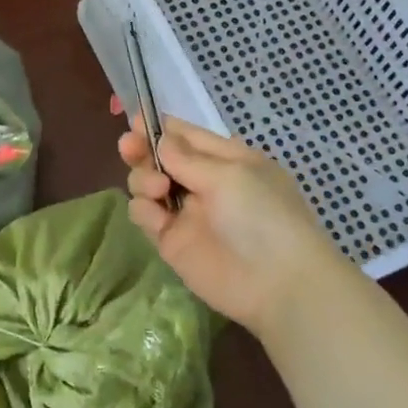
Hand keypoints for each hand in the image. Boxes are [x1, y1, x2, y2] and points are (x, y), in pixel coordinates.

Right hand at [118, 111, 343, 334]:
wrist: (278, 284)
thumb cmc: (263, 216)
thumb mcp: (230, 175)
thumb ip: (186, 157)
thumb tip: (159, 139)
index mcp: (225, 159)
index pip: (185, 135)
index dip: (159, 127)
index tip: (136, 122)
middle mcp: (202, 182)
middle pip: (159, 157)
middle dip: (141, 149)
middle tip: (129, 148)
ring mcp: (184, 211)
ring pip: (146, 183)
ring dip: (143, 178)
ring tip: (158, 188)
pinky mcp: (170, 240)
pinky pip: (144, 215)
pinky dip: (143, 209)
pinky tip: (156, 215)